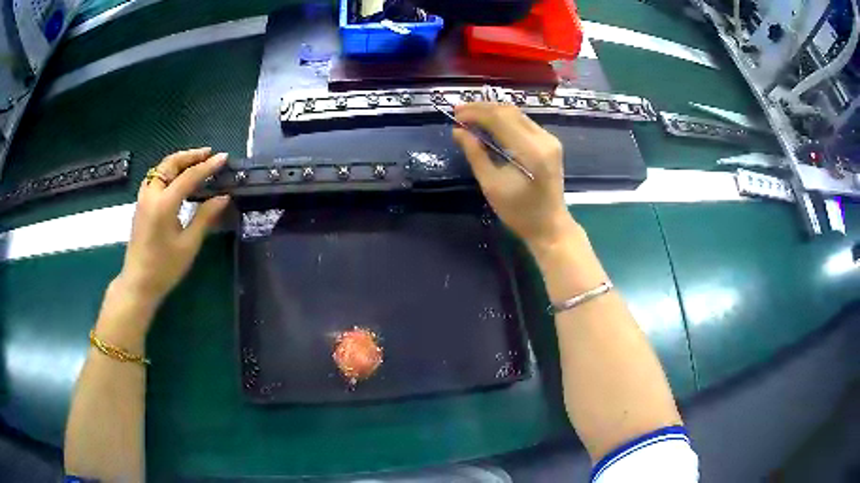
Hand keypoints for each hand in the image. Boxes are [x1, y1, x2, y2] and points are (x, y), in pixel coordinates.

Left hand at [116, 147, 229, 310]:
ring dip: (178, 161)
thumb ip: (205, 217)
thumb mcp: (188, 245)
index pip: (189, 176)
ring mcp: (143, 199)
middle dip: (190, 156)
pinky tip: (175, 179)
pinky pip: (154, 178)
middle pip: (170, 164)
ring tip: (194, 162)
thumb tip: (223, 197)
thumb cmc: (165, 268)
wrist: (138, 283)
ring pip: (160, 169)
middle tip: (208, 154)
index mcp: (164, 204)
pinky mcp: (140, 205)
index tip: (223, 158)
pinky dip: (168, 171)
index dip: (208, 166)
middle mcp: (152, 195)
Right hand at [452, 103, 578, 249]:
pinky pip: (523, 122)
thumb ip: (475, 154)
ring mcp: (549, 139)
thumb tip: (458, 131)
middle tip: (459, 111)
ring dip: (492, 111)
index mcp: (531, 151)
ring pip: (517, 114)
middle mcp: (544, 139)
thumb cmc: (519, 212)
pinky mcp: (549, 143)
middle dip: (482, 108)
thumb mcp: (491, 185)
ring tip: (470, 115)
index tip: (455, 114)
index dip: (475, 113)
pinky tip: (488, 124)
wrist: (550, 226)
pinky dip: (504, 119)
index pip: (500, 119)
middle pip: (509, 111)